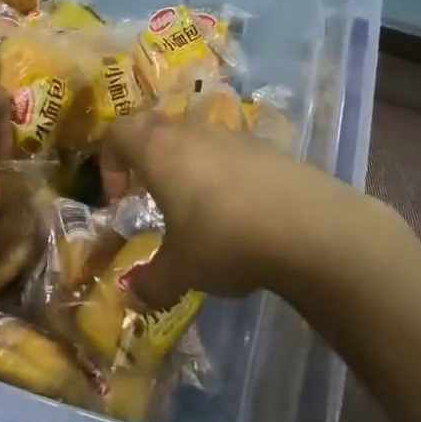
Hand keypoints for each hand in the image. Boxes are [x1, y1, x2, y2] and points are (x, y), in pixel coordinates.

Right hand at [102, 114, 364, 309]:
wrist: (311, 228)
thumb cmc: (225, 240)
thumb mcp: (181, 270)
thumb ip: (152, 281)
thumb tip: (133, 295)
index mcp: (159, 151)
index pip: (117, 134)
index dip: (109, 162)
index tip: (119, 198)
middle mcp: (192, 133)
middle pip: (154, 126)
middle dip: (144, 156)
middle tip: (149, 193)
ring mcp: (233, 136)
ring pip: (195, 137)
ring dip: (186, 163)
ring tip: (196, 206)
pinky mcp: (268, 149)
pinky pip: (230, 152)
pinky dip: (223, 173)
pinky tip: (239, 212)